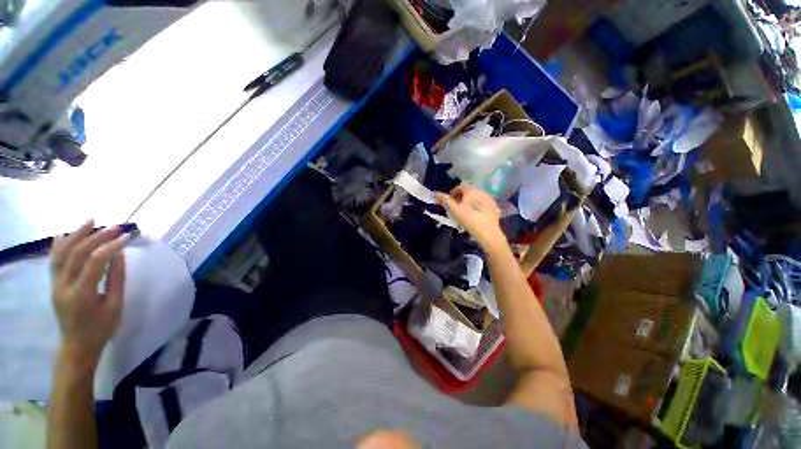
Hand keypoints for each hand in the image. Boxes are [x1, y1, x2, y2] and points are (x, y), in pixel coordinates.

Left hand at [50, 220, 128, 362]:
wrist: (77, 345)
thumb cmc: (101, 328)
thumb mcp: (115, 306)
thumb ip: (116, 279)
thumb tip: (119, 255)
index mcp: (82, 293)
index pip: (95, 262)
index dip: (110, 246)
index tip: (126, 237)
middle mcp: (64, 285)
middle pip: (78, 253)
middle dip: (96, 237)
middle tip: (114, 227)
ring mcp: (55, 284)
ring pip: (62, 253)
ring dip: (76, 235)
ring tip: (90, 221)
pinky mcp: (53, 284)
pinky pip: (54, 261)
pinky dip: (59, 245)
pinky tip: (63, 234)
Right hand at [436, 183, 506, 251]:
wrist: (488, 232)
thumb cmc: (469, 219)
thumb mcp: (454, 210)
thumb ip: (445, 200)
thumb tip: (436, 193)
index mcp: (471, 190)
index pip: (460, 186)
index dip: (453, 192)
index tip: (449, 201)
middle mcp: (481, 191)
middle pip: (469, 191)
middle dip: (461, 196)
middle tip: (455, 206)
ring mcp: (489, 199)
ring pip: (476, 197)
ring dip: (469, 201)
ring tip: (465, 211)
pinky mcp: (494, 207)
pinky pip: (483, 203)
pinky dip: (477, 206)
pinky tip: (475, 215)